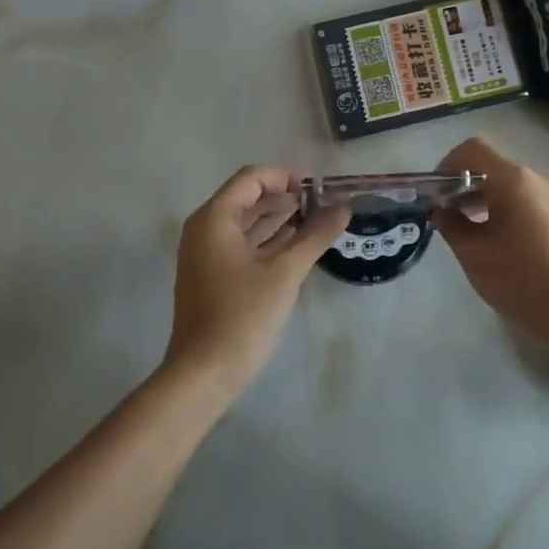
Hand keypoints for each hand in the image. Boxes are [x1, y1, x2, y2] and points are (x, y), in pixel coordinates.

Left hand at [163, 166, 347, 392]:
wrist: (205, 371)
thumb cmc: (243, 315)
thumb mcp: (286, 272)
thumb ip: (315, 235)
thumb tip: (344, 207)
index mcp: (215, 218)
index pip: (251, 179)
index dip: (285, 177)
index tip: (317, 189)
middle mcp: (205, 229)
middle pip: (248, 198)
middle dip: (285, 198)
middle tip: (323, 204)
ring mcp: (206, 254)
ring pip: (246, 223)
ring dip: (279, 220)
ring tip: (317, 221)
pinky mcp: (213, 275)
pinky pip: (242, 245)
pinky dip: (268, 241)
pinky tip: (297, 245)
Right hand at [434, 136, 548, 352]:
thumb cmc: (521, 281)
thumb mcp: (474, 255)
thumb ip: (450, 225)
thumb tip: (440, 210)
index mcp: (513, 180)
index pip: (472, 150)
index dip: (446, 165)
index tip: (435, 194)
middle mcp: (537, 180)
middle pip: (492, 168)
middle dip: (464, 187)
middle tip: (446, 217)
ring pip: (511, 187)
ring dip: (485, 201)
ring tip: (470, 233)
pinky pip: (529, 202)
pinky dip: (507, 211)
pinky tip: (501, 243)